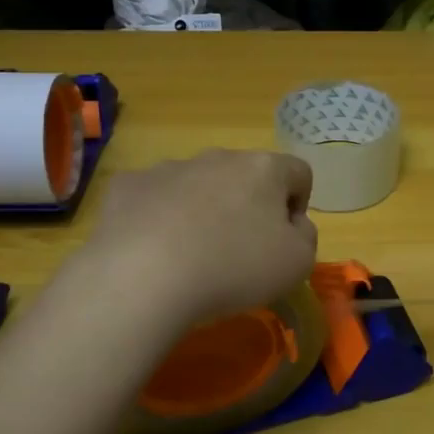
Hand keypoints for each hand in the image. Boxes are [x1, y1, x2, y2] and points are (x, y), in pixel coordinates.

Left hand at [82, 150, 317, 325]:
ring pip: (197, 185)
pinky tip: (153, 251)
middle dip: (247, 207)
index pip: (298, 172)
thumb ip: (305, 237)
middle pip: (244, 176)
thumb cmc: (234, 267)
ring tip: (192, 256)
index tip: (284, 240)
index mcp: (263, 169)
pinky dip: (159, 219)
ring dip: (202, 211)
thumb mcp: (297, 264)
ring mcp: (168, 168)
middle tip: (239, 252)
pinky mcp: (128, 186)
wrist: (143, 276)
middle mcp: (217, 157)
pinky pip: (153, 199)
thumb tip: (293, 224)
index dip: (298, 206)